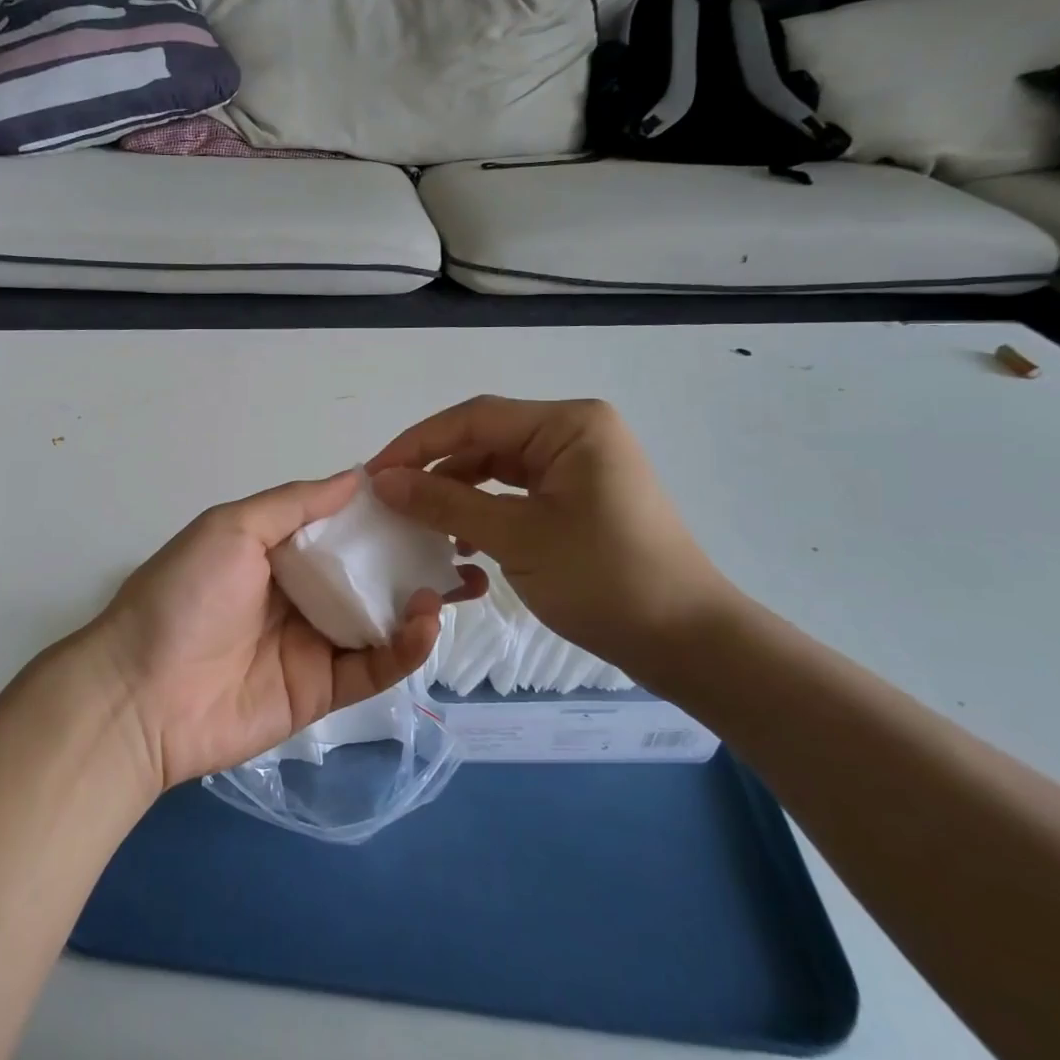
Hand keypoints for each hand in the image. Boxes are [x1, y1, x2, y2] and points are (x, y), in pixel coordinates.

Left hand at [89, 470, 473, 789]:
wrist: (140, 694)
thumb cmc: (184, 596)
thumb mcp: (231, 529)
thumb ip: (294, 504)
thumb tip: (356, 476)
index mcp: (277, 552)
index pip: (342, 528)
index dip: (384, 513)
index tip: (431, 496)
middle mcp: (300, 594)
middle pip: (368, 573)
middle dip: (415, 558)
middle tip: (467, 544)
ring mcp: (314, 644)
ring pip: (380, 619)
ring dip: (421, 601)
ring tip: (461, 580)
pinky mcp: (323, 692)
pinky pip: (373, 666)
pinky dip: (405, 647)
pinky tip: (427, 622)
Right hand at [368, 396, 741, 674]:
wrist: (686, 641)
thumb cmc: (604, 579)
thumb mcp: (516, 537)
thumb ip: (445, 503)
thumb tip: (383, 481)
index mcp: (569, 425)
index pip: (475, 418)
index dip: (417, 443)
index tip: (373, 475)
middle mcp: (574, 433)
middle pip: (485, 439)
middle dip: (435, 468)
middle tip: (388, 500)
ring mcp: (578, 466)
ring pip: (497, 466)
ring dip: (456, 491)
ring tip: (419, 523)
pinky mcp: (578, 498)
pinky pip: (516, 492)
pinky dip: (483, 510)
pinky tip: (459, 540)